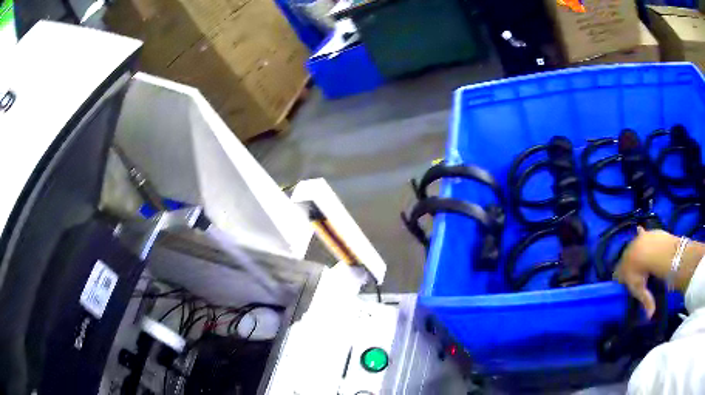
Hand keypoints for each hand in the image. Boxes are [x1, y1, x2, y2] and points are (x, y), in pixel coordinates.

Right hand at [614, 227, 679, 317]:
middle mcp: (625, 256)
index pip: (616, 275)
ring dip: (633, 251)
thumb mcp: (642, 290)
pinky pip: (639, 232)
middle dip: (626, 264)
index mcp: (622, 270)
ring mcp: (634, 243)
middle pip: (624, 260)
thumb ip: (646, 301)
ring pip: (631, 247)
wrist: (648, 250)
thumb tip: (650, 316)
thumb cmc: (641, 273)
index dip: (619, 279)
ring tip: (637, 255)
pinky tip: (639, 229)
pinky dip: (639, 232)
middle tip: (633, 270)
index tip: (622, 283)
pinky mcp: (642, 234)